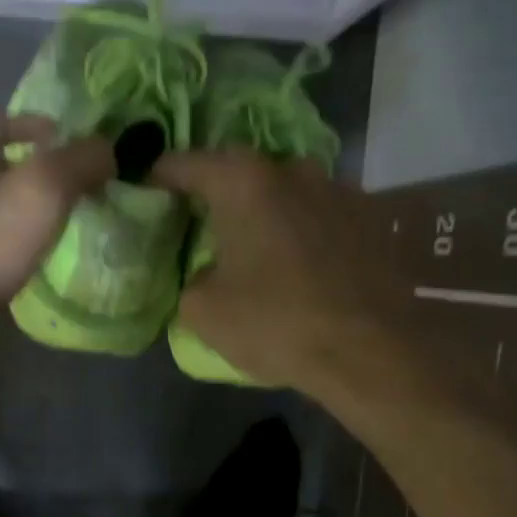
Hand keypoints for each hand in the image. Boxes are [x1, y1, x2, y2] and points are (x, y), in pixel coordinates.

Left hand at [0, 114, 114, 349]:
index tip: (65, 138)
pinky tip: (35, 260)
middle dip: (30, 171)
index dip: (31, 123)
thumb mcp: (43, 187)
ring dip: (22, 211)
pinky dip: (11, 246)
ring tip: (60, 224)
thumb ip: (79, 161)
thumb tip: (106, 151)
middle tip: (72, 185)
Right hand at [151, 148, 405, 394]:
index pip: (182, 164)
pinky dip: (301, 231)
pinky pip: (319, 215)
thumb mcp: (203, 311)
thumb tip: (204, 274)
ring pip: (284, 193)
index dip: (156, 180)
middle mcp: (292, 169)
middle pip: (238, 174)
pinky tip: (300, 267)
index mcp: (243, 181)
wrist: (372, 352)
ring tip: (255, 250)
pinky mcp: (371, 216)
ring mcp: (339, 188)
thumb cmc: (276, 323)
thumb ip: (189, 278)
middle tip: (199, 229)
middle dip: (215, 197)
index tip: (144, 199)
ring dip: (264, 214)